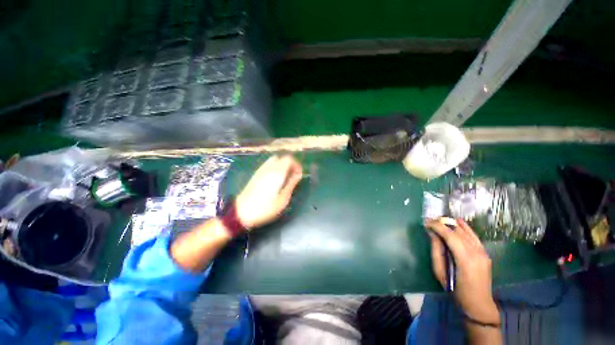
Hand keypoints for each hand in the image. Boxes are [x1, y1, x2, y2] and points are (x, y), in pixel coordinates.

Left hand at [235, 155, 302, 228]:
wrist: (242, 212)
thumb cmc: (265, 208)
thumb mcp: (283, 200)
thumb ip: (291, 185)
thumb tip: (298, 175)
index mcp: (277, 173)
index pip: (289, 159)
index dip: (297, 165)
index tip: (299, 174)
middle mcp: (269, 168)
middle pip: (282, 158)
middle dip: (290, 164)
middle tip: (293, 176)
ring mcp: (261, 170)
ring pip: (275, 160)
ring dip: (282, 165)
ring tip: (285, 177)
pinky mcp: (256, 174)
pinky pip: (268, 165)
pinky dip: (275, 167)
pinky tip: (275, 179)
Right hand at [426, 218, 499, 324]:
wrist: (478, 303)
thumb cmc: (456, 290)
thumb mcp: (440, 272)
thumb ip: (436, 251)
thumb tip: (432, 234)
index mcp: (465, 259)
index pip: (450, 235)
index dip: (437, 226)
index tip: (426, 222)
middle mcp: (476, 252)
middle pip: (458, 231)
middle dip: (443, 223)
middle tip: (430, 221)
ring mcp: (483, 252)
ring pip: (466, 232)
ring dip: (452, 224)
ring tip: (439, 221)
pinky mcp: (485, 253)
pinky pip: (474, 236)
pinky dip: (465, 227)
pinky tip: (457, 221)